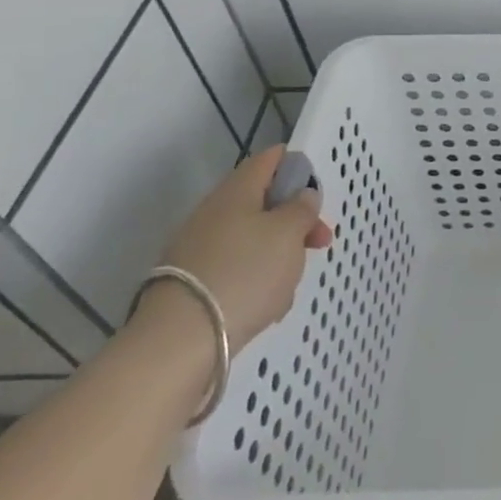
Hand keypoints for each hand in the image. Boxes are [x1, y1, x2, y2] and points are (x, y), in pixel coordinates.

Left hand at [157, 145, 334, 346]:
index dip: (297, 167)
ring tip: (290, 284)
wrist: (181, 340)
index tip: (317, 193)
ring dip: (279, 255)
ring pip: (252, 240)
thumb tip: (302, 195)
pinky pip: (236, 270)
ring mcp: (198, 249)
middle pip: (263, 203)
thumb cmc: (246, 272)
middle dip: (295, 221)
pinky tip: (267, 306)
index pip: (269, 160)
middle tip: (320, 242)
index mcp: (236, 191)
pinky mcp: (193, 283)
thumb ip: (302, 208)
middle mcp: (213, 213)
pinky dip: (256, 281)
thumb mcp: (289, 233)